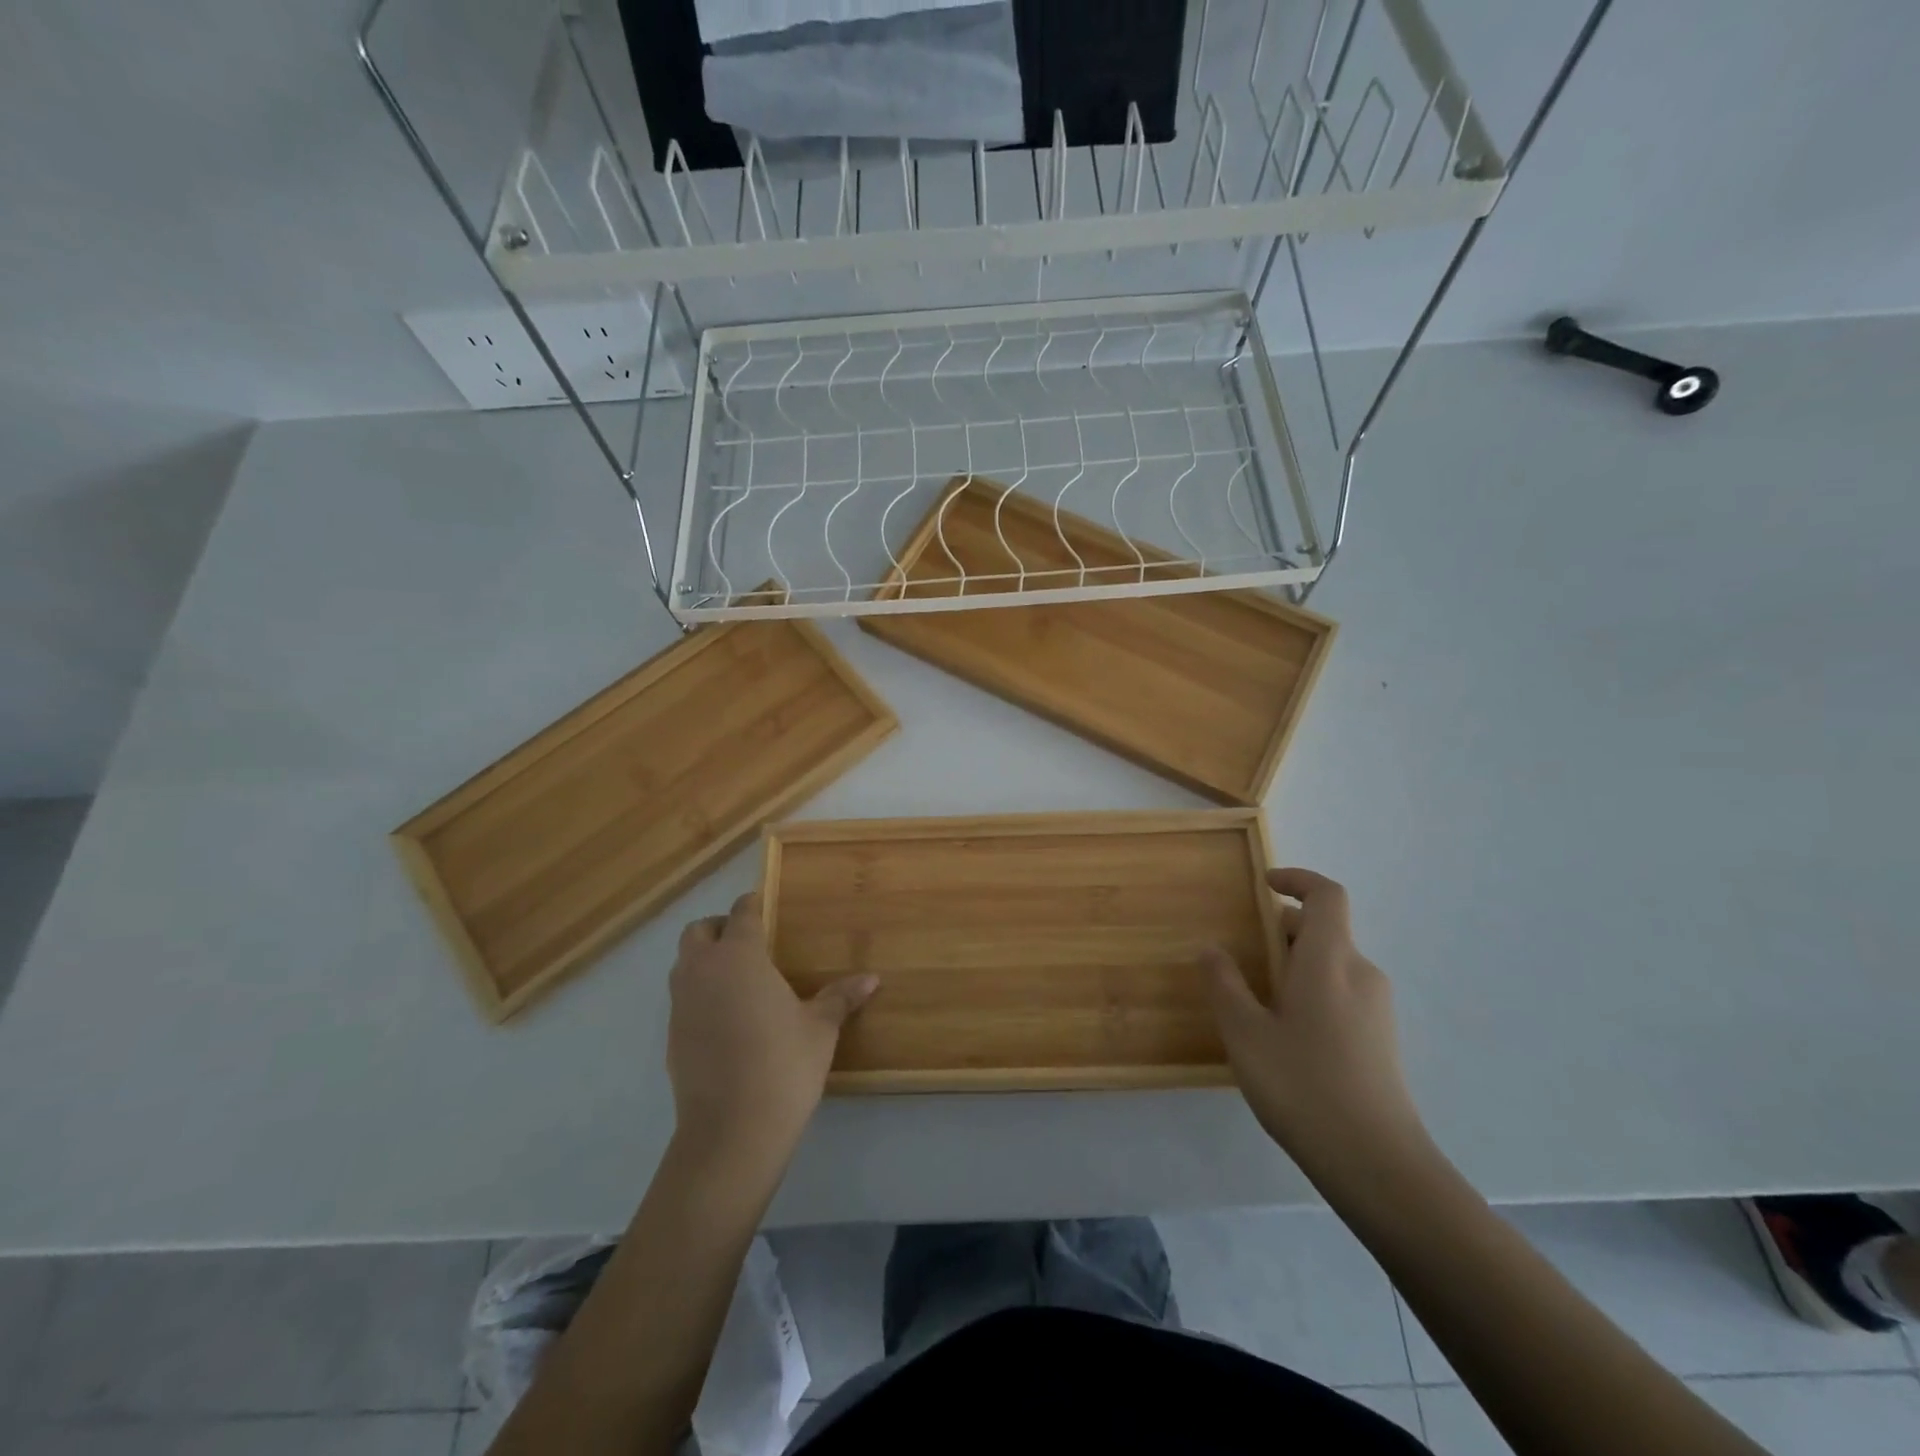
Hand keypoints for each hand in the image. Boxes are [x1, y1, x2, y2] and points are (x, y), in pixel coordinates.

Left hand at [666, 892, 877, 1169]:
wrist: (731, 1131)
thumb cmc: (783, 1065)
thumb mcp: (820, 1029)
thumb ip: (840, 998)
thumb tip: (872, 978)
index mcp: (739, 957)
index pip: (741, 914)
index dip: (752, 905)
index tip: (764, 905)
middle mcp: (703, 971)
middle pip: (698, 932)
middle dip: (719, 928)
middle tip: (749, 942)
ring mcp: (681, 1005)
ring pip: (684, 964)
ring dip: (705, 960)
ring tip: (739, 979)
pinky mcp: (671, 1037)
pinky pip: (683, 999)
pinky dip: (700, 995)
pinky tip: (727, 1019)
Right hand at [1204, 869, 1429, 1179]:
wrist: (1377, 1164)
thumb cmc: (1303, 1085)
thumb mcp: (1245, 1032)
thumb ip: (1224, 983)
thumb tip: (1211, 948)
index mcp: (1329, 960)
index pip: (1326, 895)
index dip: (1297, 880)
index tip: (1264, 885)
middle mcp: (1360, 973)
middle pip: (1325, 930)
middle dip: (1281, 931)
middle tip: (1243, 957)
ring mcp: (1377, 1008)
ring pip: (1331, 964)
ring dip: (1294, 965)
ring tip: (1257, 1003)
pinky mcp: (1381, 1038)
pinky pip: (1342, 993)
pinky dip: (1311, 991)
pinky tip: (1286, 1036)